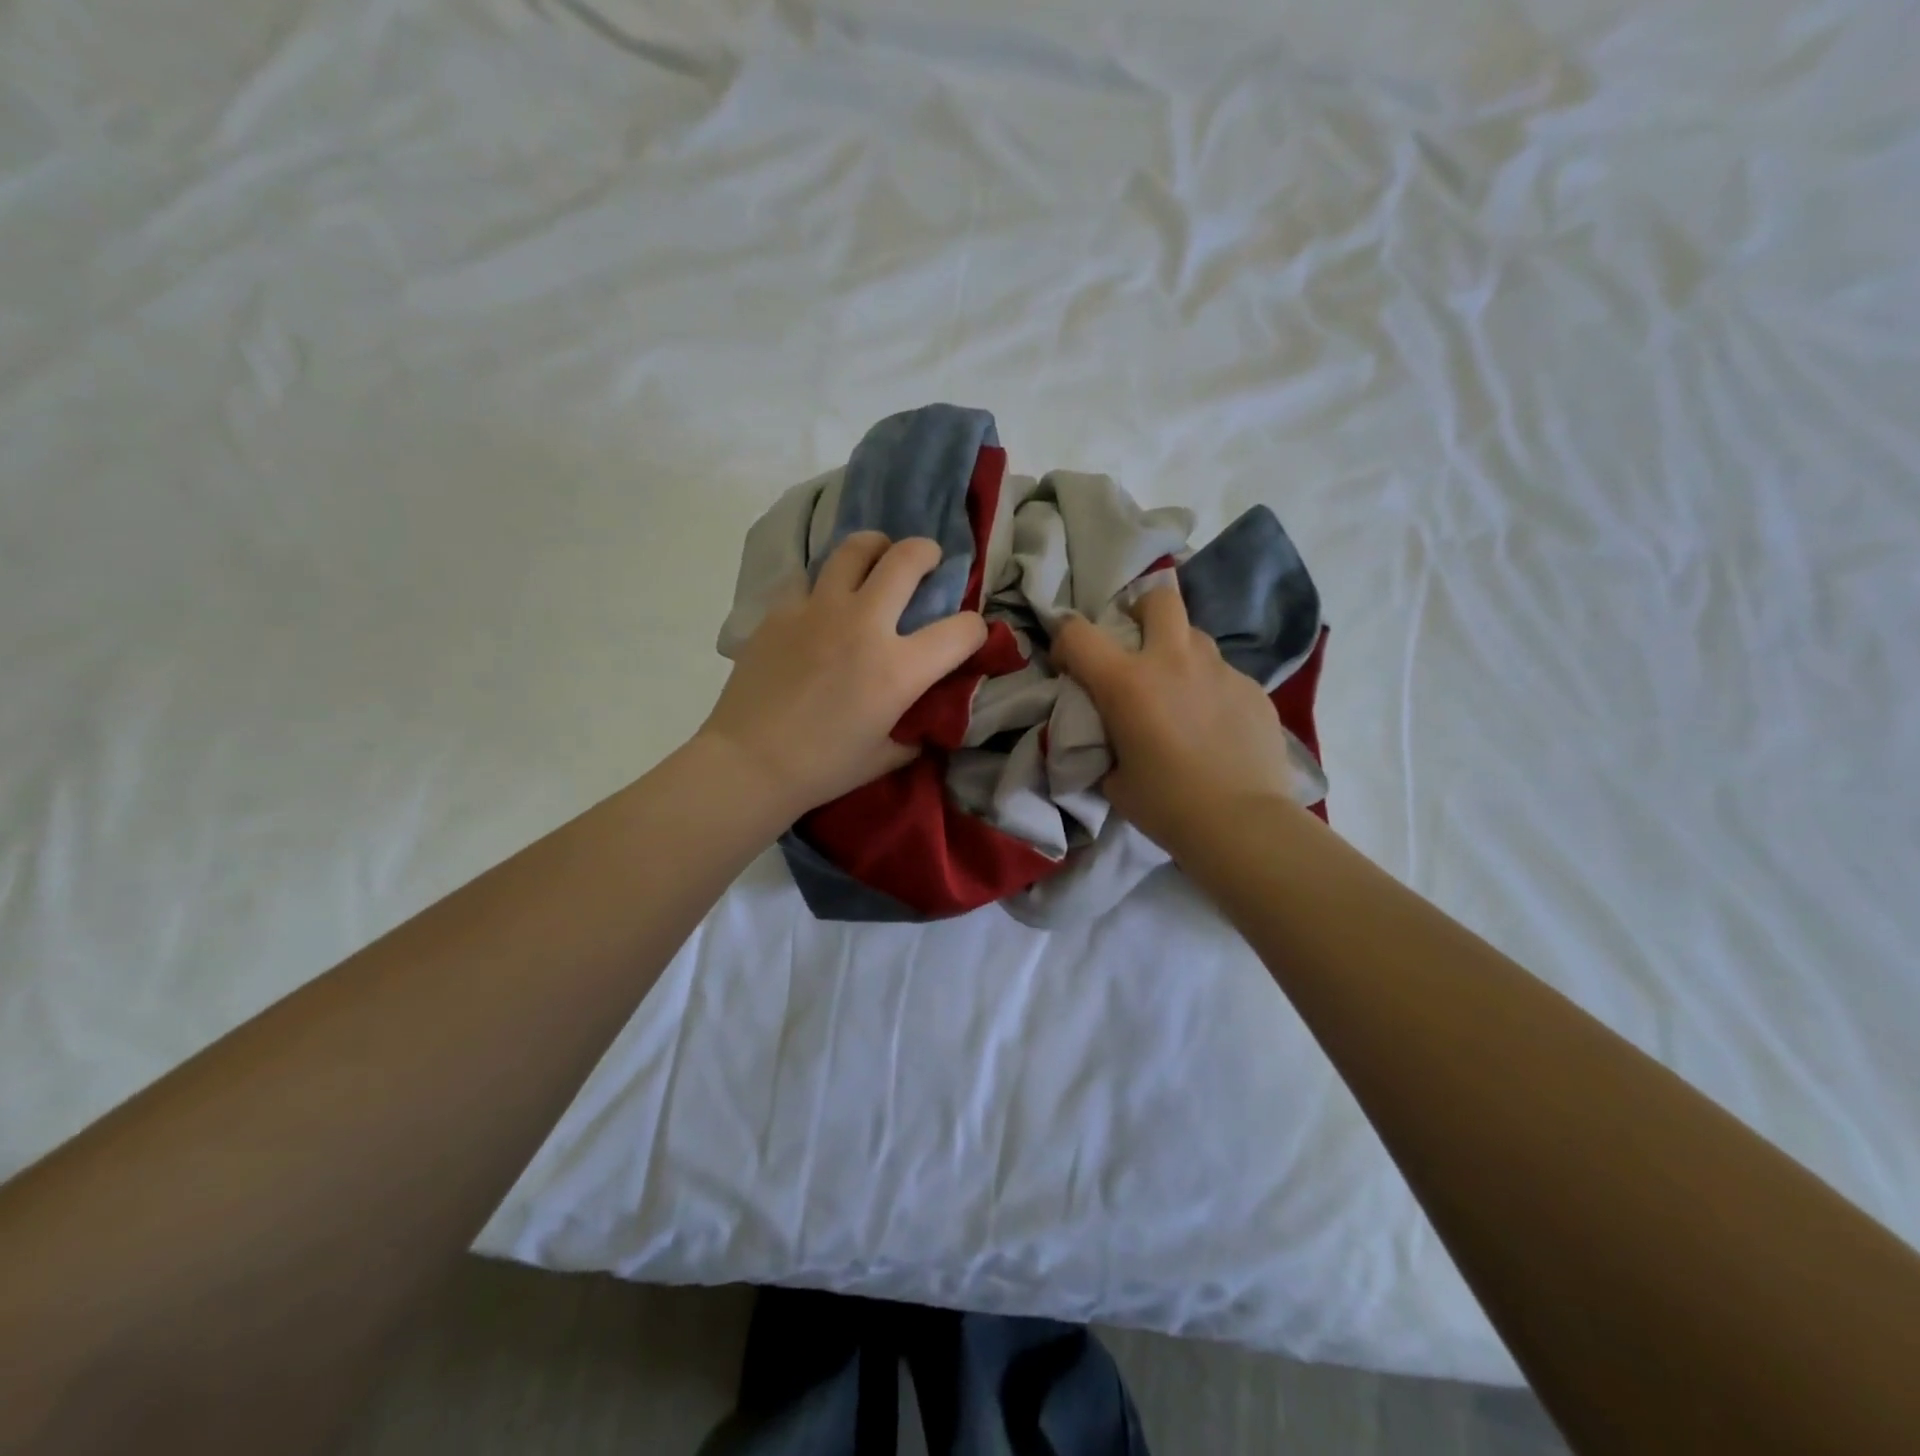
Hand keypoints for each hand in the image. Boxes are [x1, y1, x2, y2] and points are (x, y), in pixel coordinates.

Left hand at [698, 532, 986, 818]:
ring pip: (855, 548)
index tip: (967, 637)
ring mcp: (818, 610)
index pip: (962, 630)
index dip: (976, 631)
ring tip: (876, 559)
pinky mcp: (781, 610)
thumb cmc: (824, 768)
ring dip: (876, 548)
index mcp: (898, 668)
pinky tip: (823, 604)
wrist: (749, 763)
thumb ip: (917, 726)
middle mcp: (864, 625)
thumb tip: (928, 711)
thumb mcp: (888, 756)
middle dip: (927, 553)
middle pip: (907, 559)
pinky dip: (826, 584)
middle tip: (927, 560)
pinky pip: (810, 578)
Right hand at [1051, 583, 1299, 854]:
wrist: (1242, 825)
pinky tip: (1214, 725)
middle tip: (1136, 644)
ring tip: (1178, 690)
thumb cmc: (1167, 805)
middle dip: (1140, 611)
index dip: (1064, 642)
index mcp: (1127, 683)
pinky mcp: (1253, 689)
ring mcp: (1220, 671)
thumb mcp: (1113, 778)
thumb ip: (1103, 744)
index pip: (1078, 633)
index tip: (1068, 666)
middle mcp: (1174, 661)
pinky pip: (1224, 674)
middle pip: (1158, 599)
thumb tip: (1106, 737)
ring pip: (1195, 636)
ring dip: (1178, 652)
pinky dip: (1210, 688)